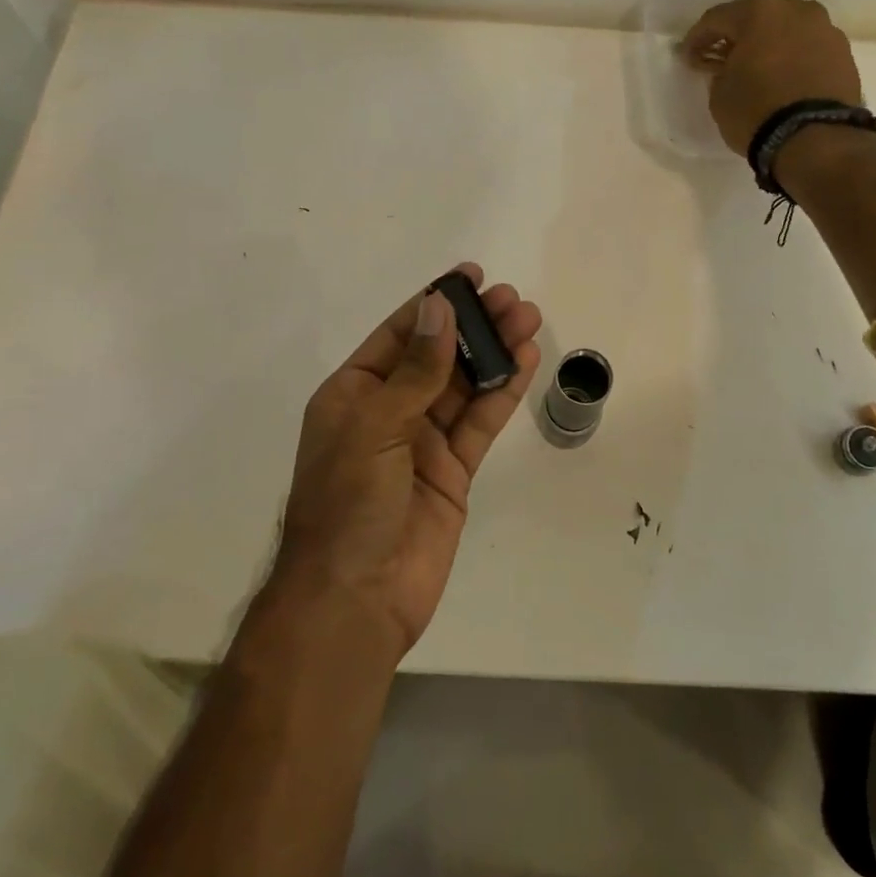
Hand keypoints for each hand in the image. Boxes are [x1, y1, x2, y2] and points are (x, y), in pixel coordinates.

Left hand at [273, 264, 541, 656]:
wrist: (356, 599)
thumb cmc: (348, 504)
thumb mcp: (375, 427)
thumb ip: (416, 370)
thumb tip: (439, 309)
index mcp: (353, 394)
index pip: (398, 335)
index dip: (434, 304)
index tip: (469, 277)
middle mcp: (388, 412)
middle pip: (437, 356)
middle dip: (473, 325)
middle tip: (511, 298)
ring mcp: (422, 442)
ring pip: (464, 385)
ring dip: (494, 352)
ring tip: (527, 318)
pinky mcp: (453, 471)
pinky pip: (480, 422)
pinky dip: (502, 392)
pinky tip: (525, 361)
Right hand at [682, 0, 863, 155]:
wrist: (816, 139)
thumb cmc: (756, 111)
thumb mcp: (720, 94)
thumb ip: (721, 71)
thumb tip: (729, 67)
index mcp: (760, 11)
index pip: (717, 18)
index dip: (698, 39)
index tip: (688, 57)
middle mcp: (796, 10)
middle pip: (759, 13)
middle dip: (739, 32)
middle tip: (725, 55)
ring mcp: (825, 29)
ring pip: (789, 27)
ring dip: (771, 41)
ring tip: (759, 65)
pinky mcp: (844, 53)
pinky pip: (809, 47)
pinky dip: (794, 56)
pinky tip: (784, 76)